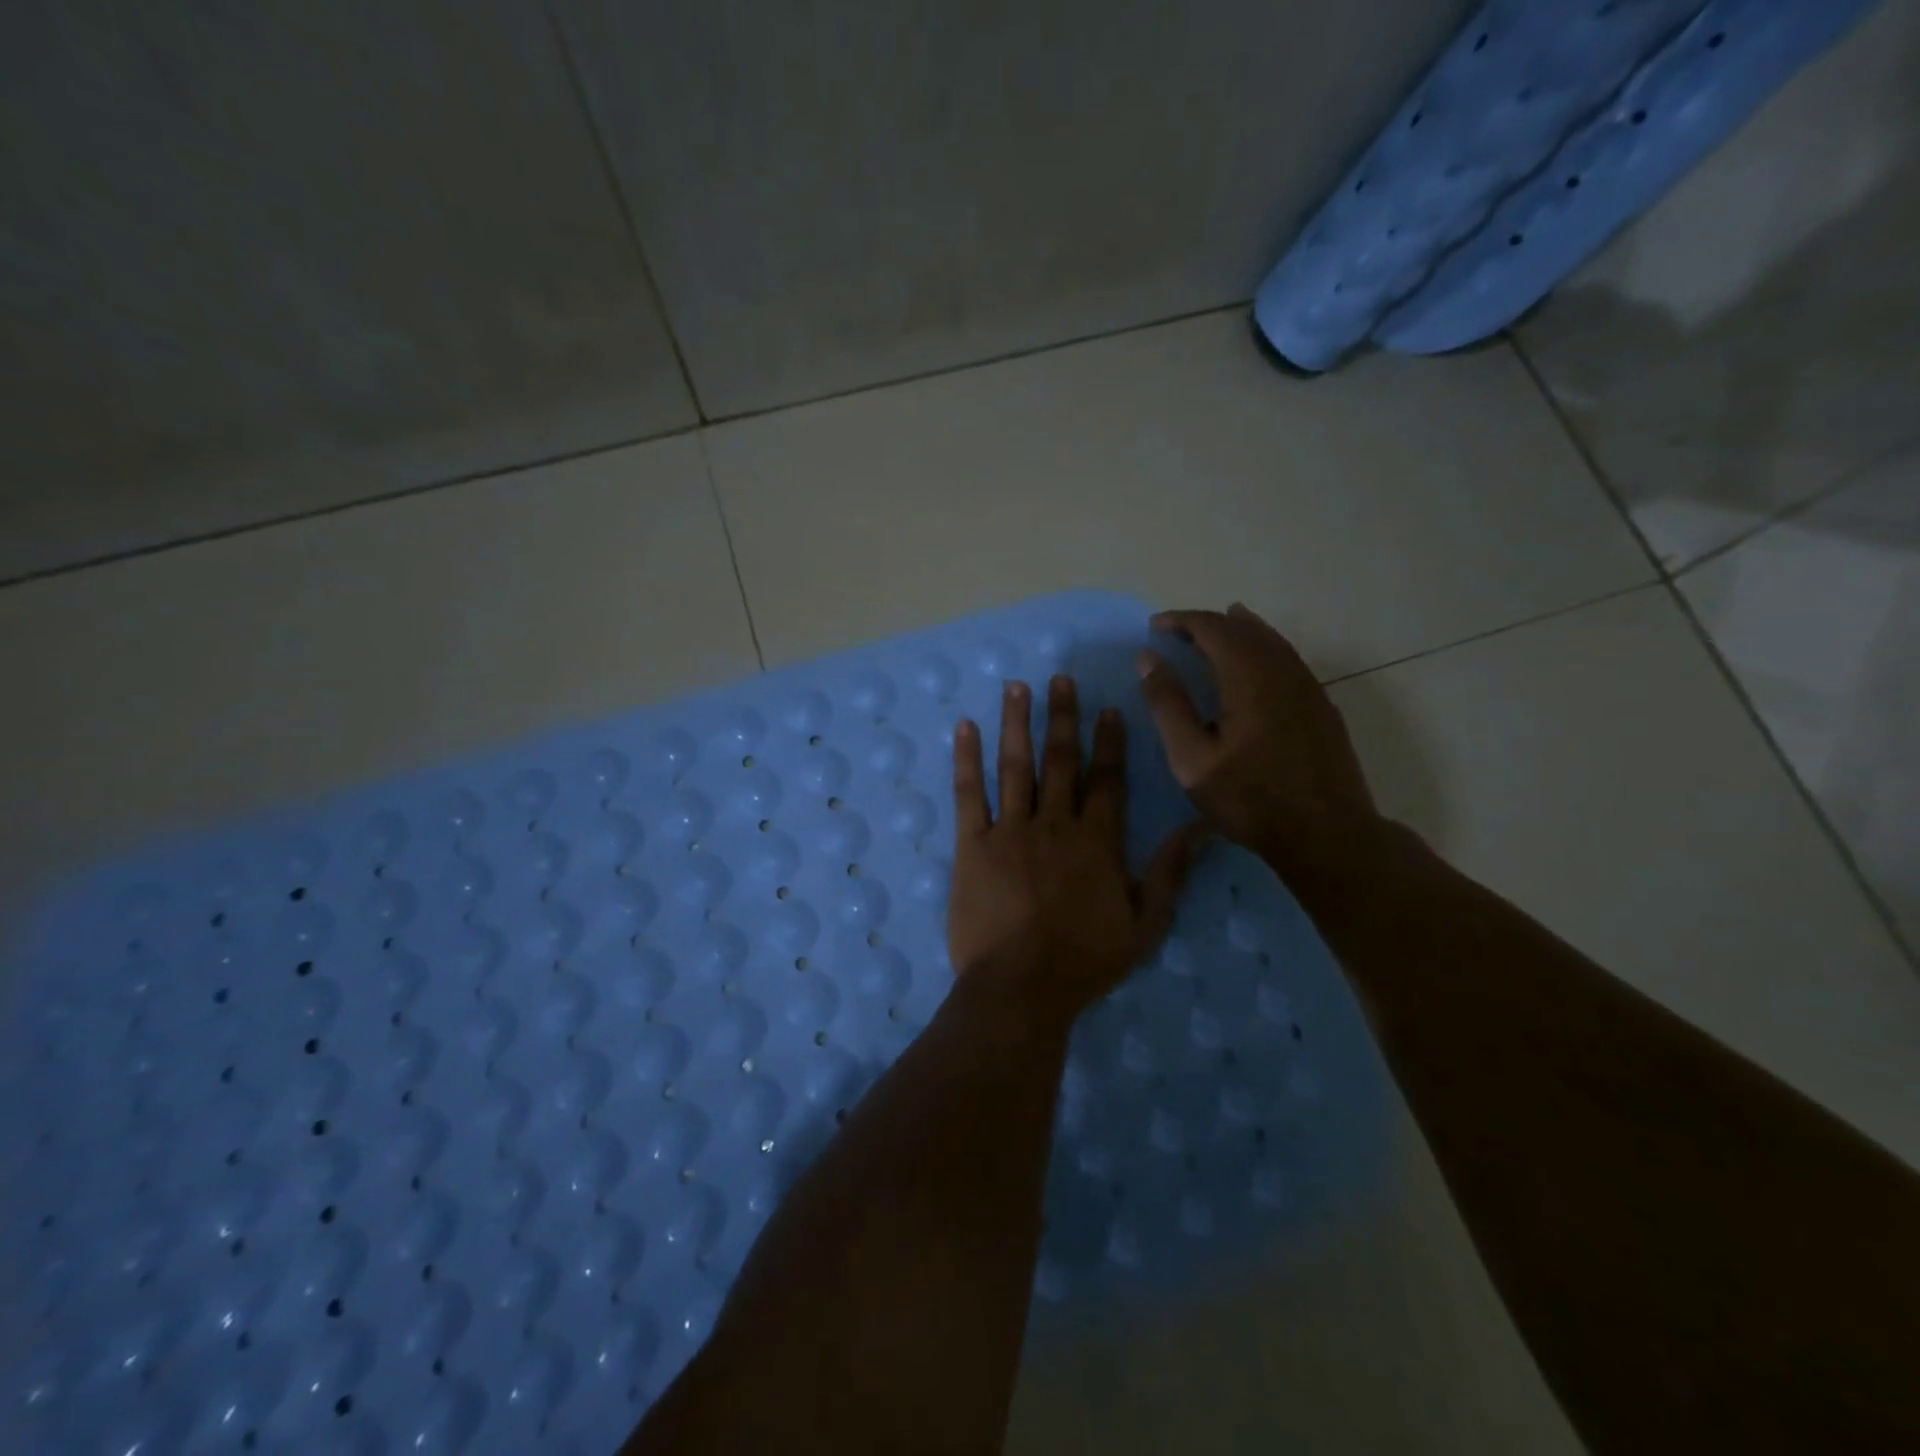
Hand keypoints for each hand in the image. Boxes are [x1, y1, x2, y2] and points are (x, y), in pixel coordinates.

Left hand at [948, 676, 1199, 1026]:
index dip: (1109, 742)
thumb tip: (1202, 829)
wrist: (1020, 987)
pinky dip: (966, 758)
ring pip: (1015, 765)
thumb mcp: (1145, 926)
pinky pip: (968, 793)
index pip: (1107, 779)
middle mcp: (1055, 823)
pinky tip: (965, 727)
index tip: (1109, 708)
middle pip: (1061, 760)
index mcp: (1097, 841)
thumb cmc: (1084, 962)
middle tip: (1060, 679)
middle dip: (1062, 717)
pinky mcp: (971, 844)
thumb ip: (1171, 874)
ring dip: (1017, 723)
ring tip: (1017, 686)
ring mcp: (1010, 830)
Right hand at [1136, 604, 1382, 874]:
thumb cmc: (1250, 799)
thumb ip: (1168, 705)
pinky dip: (1262, 649)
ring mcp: (1308, 687)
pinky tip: (1254, 666)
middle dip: (1207, 624)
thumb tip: (1148, 659)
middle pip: (1244, 628)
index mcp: (1249, 677)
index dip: (1181, 620)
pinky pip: (1288, 659)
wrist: (1327, 834)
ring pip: (1271, 641)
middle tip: (1177, 633)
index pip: (1212, 628)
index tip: (1154, 627)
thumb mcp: (1192, 759)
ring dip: (1238, 631)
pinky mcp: (1321, 706)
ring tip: (1214, 632)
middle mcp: (1282, 671)